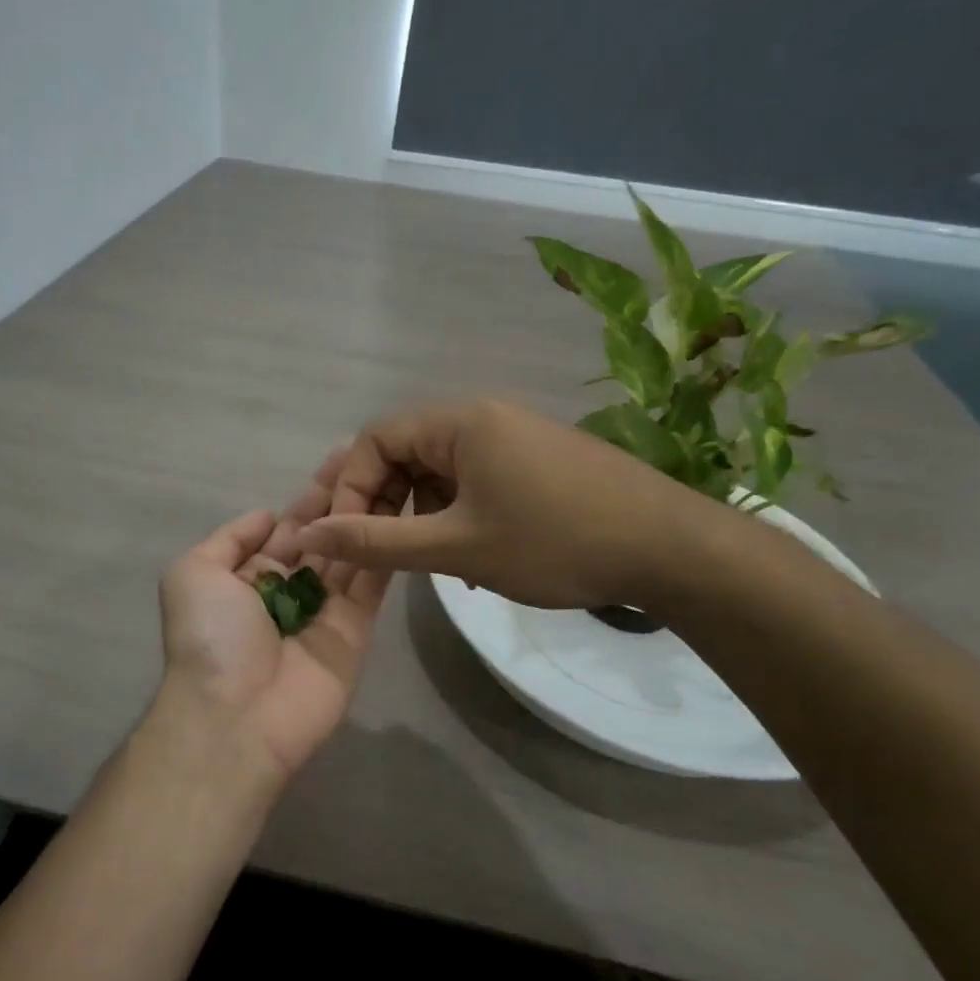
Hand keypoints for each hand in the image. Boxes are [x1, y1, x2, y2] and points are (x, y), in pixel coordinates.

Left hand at [152, 451, 395, 786]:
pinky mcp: (355, 631)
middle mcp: (289, 589)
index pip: (288, 526)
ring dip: (369, 516)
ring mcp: (325, 610)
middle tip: (377, 455)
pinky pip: (371, 584)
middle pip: (324, 535)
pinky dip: (384, 550)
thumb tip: (267, 516)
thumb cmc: (209, 638)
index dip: (312, 494)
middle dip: (345, 498)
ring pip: (351, 553)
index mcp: (249, 575)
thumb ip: (229, 539)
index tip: (342, 456)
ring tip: (397, 473)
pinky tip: (403, 514)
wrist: (236, 716)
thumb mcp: (192, 574)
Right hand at [294, 397, 718, 609]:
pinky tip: (470, 556)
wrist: (670, 549)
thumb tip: (309, 535)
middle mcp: (483, 416)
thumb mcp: (457, 546)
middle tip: (382, 556)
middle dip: (384, 505)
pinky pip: (474, 479)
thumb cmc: (555, 542)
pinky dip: (457, 514)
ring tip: (431, 563)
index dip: (349, 489)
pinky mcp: (536, 460)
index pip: (374, 439)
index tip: (348, 540)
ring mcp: (514, 437)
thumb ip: (378, 542)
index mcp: (459, 421)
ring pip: (439, 471)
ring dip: (421, 515)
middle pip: (405, 452)